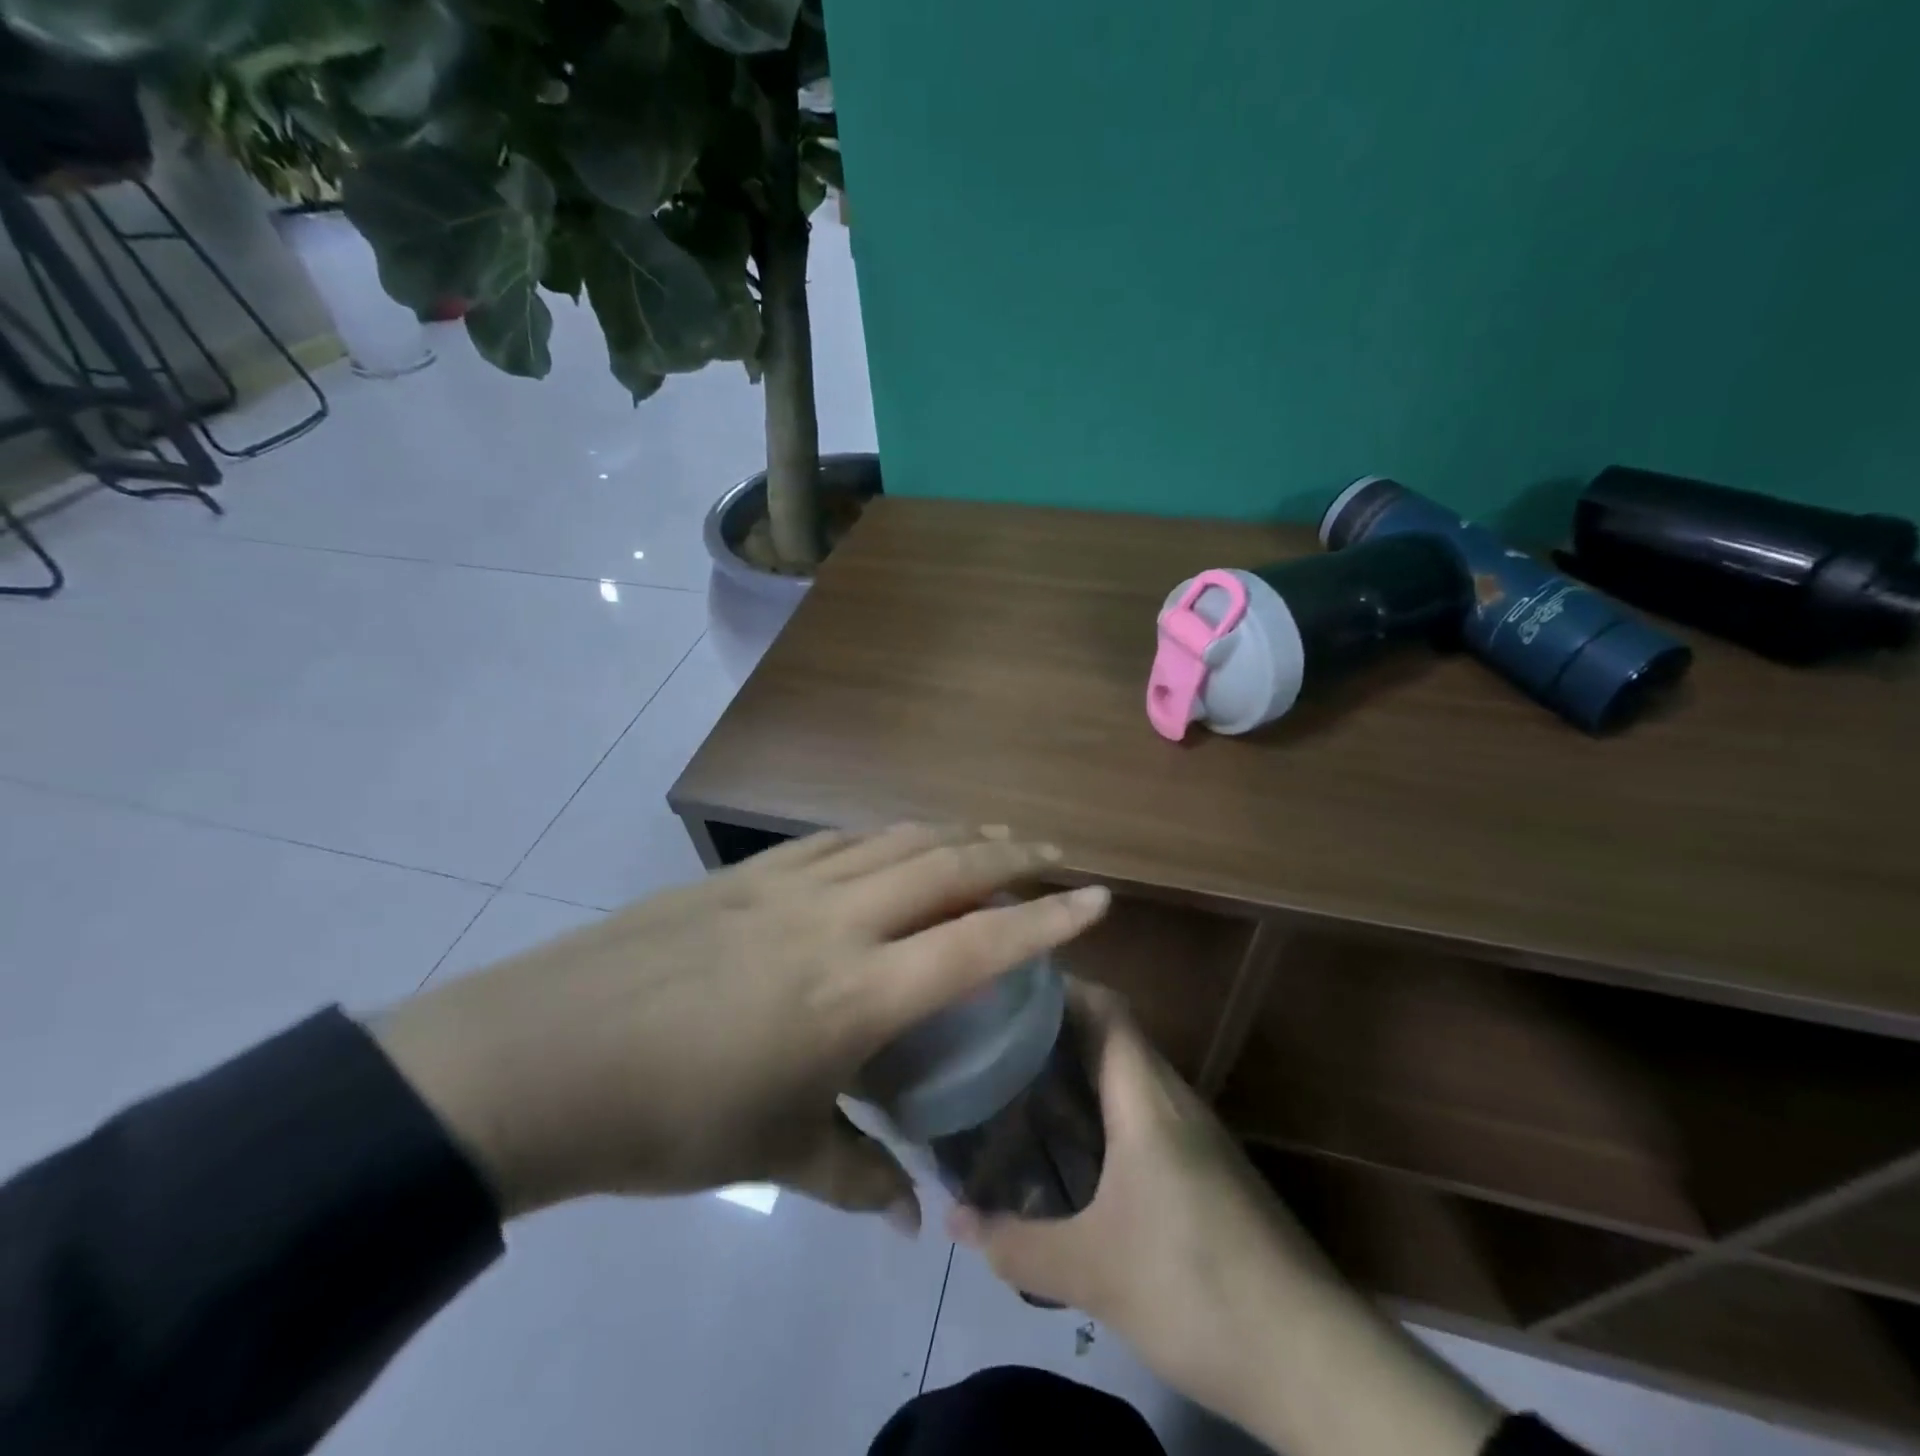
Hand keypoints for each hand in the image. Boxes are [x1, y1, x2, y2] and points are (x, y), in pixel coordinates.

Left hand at [373, 824, 1110, 1225]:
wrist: (540, 1056)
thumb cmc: (668, 1117)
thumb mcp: (772, 1155)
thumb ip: (851, 1174)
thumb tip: (905, 1213)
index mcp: (855, 994)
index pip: (978, 944)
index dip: (1046, 918)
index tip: (1098, 898)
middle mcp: (836, 921)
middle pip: (946, 865)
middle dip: (1012, 852)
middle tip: (1055, 852)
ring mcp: (789, 885)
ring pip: (895, 839)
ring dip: (952, 833)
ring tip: (991, 836)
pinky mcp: (747, 872)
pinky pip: (839, 840)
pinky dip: (885, 835)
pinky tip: (894, 843)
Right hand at [950, 988, 1333, 1422]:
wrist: (1312, 1358)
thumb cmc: (1194, 1287)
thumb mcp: (1091, 1272)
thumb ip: (1016, 1243)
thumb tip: (952, 1219)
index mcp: (1146, 1097)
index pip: (1106, 1007)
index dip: (1060, 987)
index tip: (1007, 991)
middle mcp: (1174, 1098)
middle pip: (1113, 1035)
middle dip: (1056, 1030)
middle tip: (996, 1042)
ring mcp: (1197, 1133)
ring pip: (1130, 1075)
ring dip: (1081, 1072)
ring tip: (1022, 1087)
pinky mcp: (1208, 1167)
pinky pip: (1145, 1111)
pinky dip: (1105, 1109)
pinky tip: (1075, 1150)